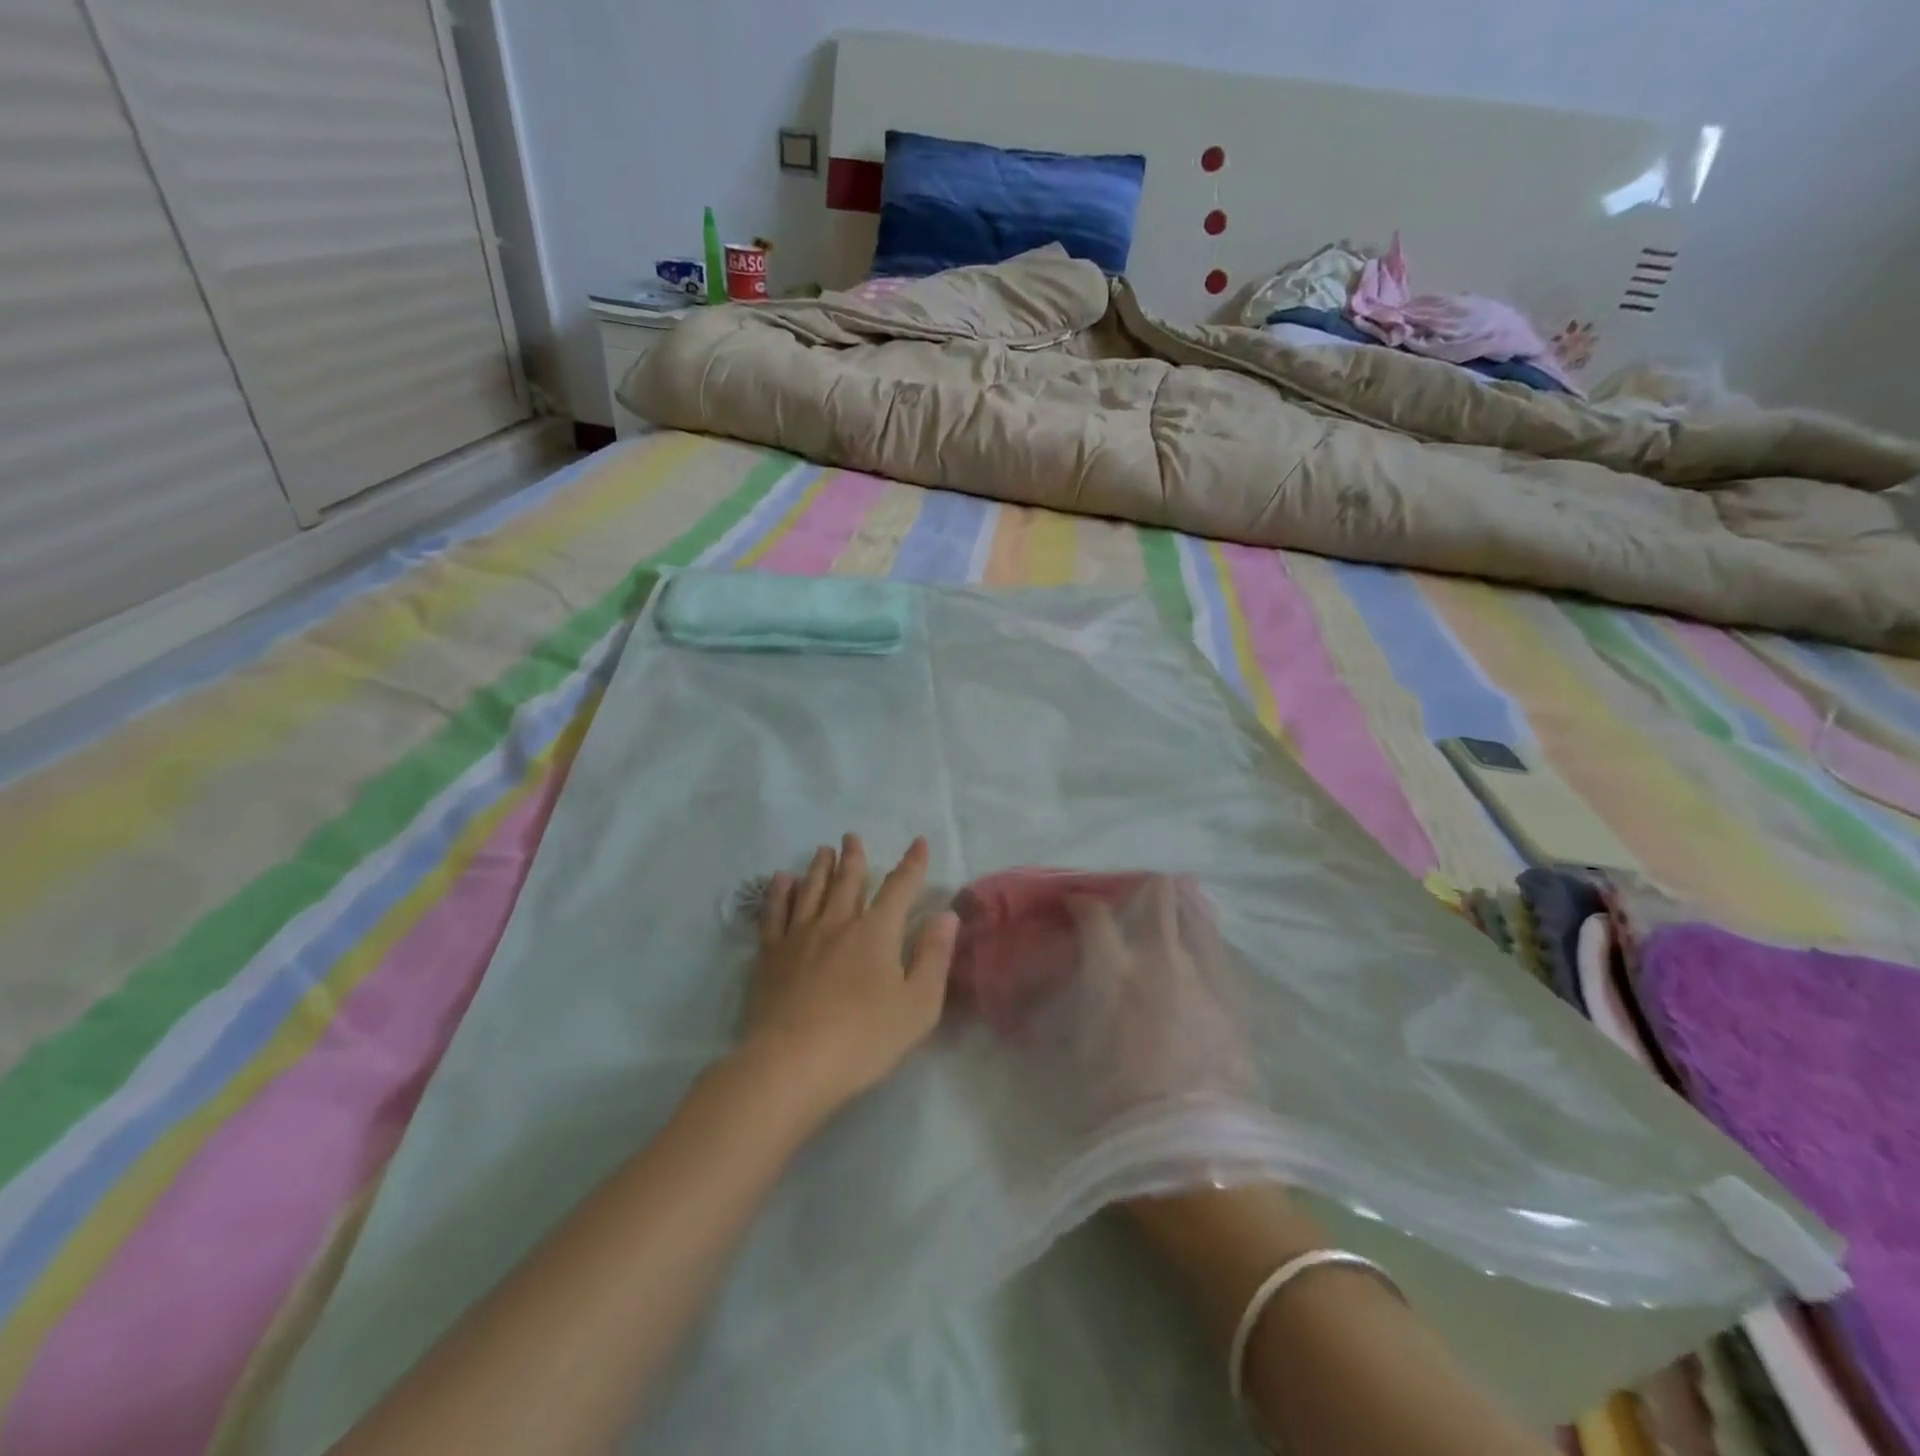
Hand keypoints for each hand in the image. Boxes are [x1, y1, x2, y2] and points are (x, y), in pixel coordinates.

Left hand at [740, 834, 957, 1121]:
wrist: (791, 1064)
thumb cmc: (863, 1039)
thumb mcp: (917, 1006)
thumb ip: (934, 956)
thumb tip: (946, 914)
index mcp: (876, 932)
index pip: (899, 888)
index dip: (912, 864)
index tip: (918, 843)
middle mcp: (837, 923)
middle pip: (848, 881)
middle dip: (854, 858)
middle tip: (851, 837)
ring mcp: (800, 936)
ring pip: (811, 890)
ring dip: (820, 867)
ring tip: (823, 851)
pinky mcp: (771, 955)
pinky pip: (775, 913)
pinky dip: (780, 893)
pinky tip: (781, 881)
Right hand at [1051, 875, 1253, 1123]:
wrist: (1192, 1148)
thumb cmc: (1116, 1105)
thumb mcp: (1075, 1052)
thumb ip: (1071, 1006)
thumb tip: (1064, 987)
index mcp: (1112, 969)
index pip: (1093, 911)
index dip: (1080, 902)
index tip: (1074, 907)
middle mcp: (1158, 956)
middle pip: (1156, 892)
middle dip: (1139, 888)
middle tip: (1130, 902)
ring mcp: (1201, 971)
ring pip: (1195, 909)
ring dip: (1179, 903)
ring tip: (1170, 909)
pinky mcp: (1232, 994)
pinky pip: (1217, 946)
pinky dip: (1203, 936)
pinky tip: (1197, 948)